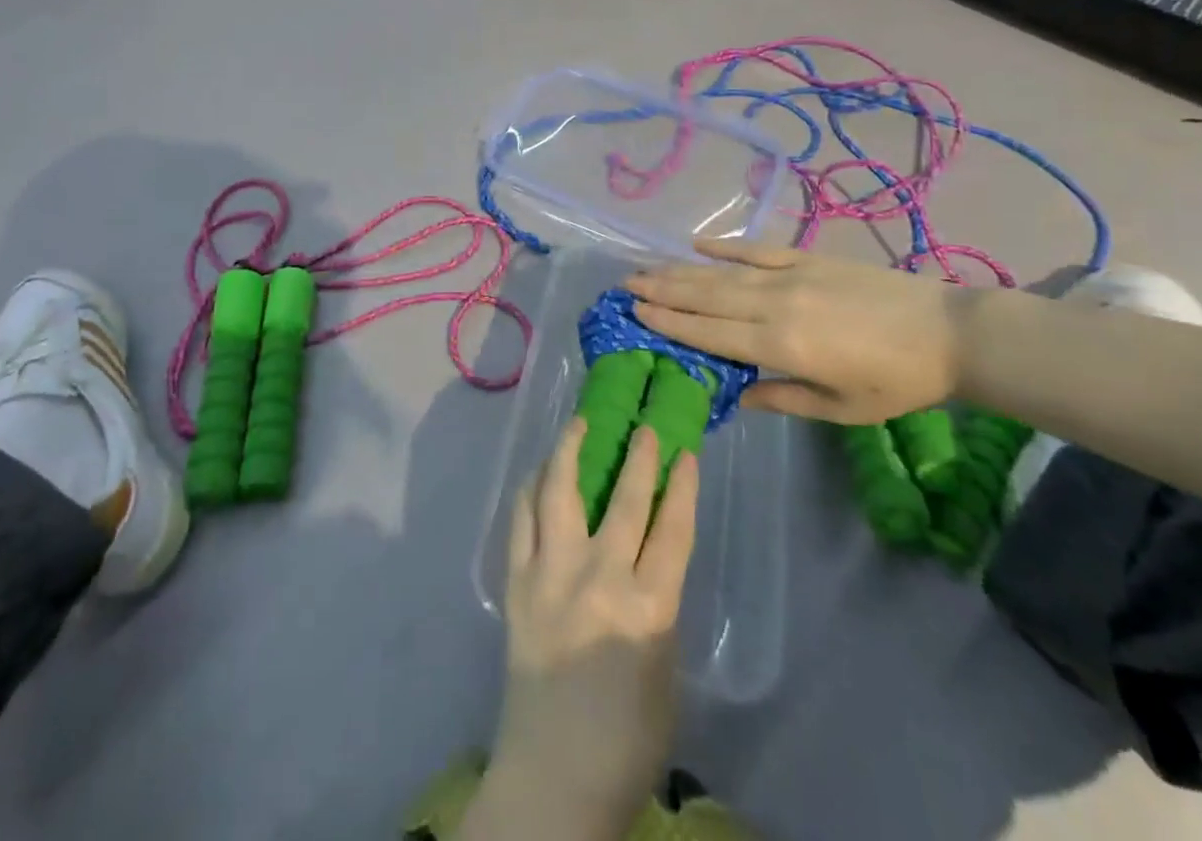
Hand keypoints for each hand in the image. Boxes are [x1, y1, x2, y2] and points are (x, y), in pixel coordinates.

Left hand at [464, 418, 698, 840]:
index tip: (685, 451)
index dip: (682, 486)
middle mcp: (598, 579)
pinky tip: (540, 472)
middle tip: (643, 424)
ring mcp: (550, 575)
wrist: (553, 778)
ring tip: (579, 423)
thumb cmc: (625, 739)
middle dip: (636, 456)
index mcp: (647, 609)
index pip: (672, 530)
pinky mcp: (516, 582)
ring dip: (570, 451)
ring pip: (559, 493)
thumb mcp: (664, 672)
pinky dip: (532, 488)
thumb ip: (657, 607)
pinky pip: (522, 519)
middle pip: (622, 500)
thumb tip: (647, 558)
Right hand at [624, 240, 959, 424]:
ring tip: (645, 267)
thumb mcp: (841, 408)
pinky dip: (724, 245)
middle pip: (705, 296)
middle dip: (661, 291)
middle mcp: (775, 303)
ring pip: (722, 271)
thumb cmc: (896, 381)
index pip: (710, 332)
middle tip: (624, 286)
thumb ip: (783, 398)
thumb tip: (736, 395)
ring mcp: (790, 274)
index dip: (669, 323)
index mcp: (781, 344)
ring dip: (679, 269)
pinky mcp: (807, 257)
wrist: (949, 332)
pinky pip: (756, 249)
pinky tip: (696, 243)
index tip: (635, 314)